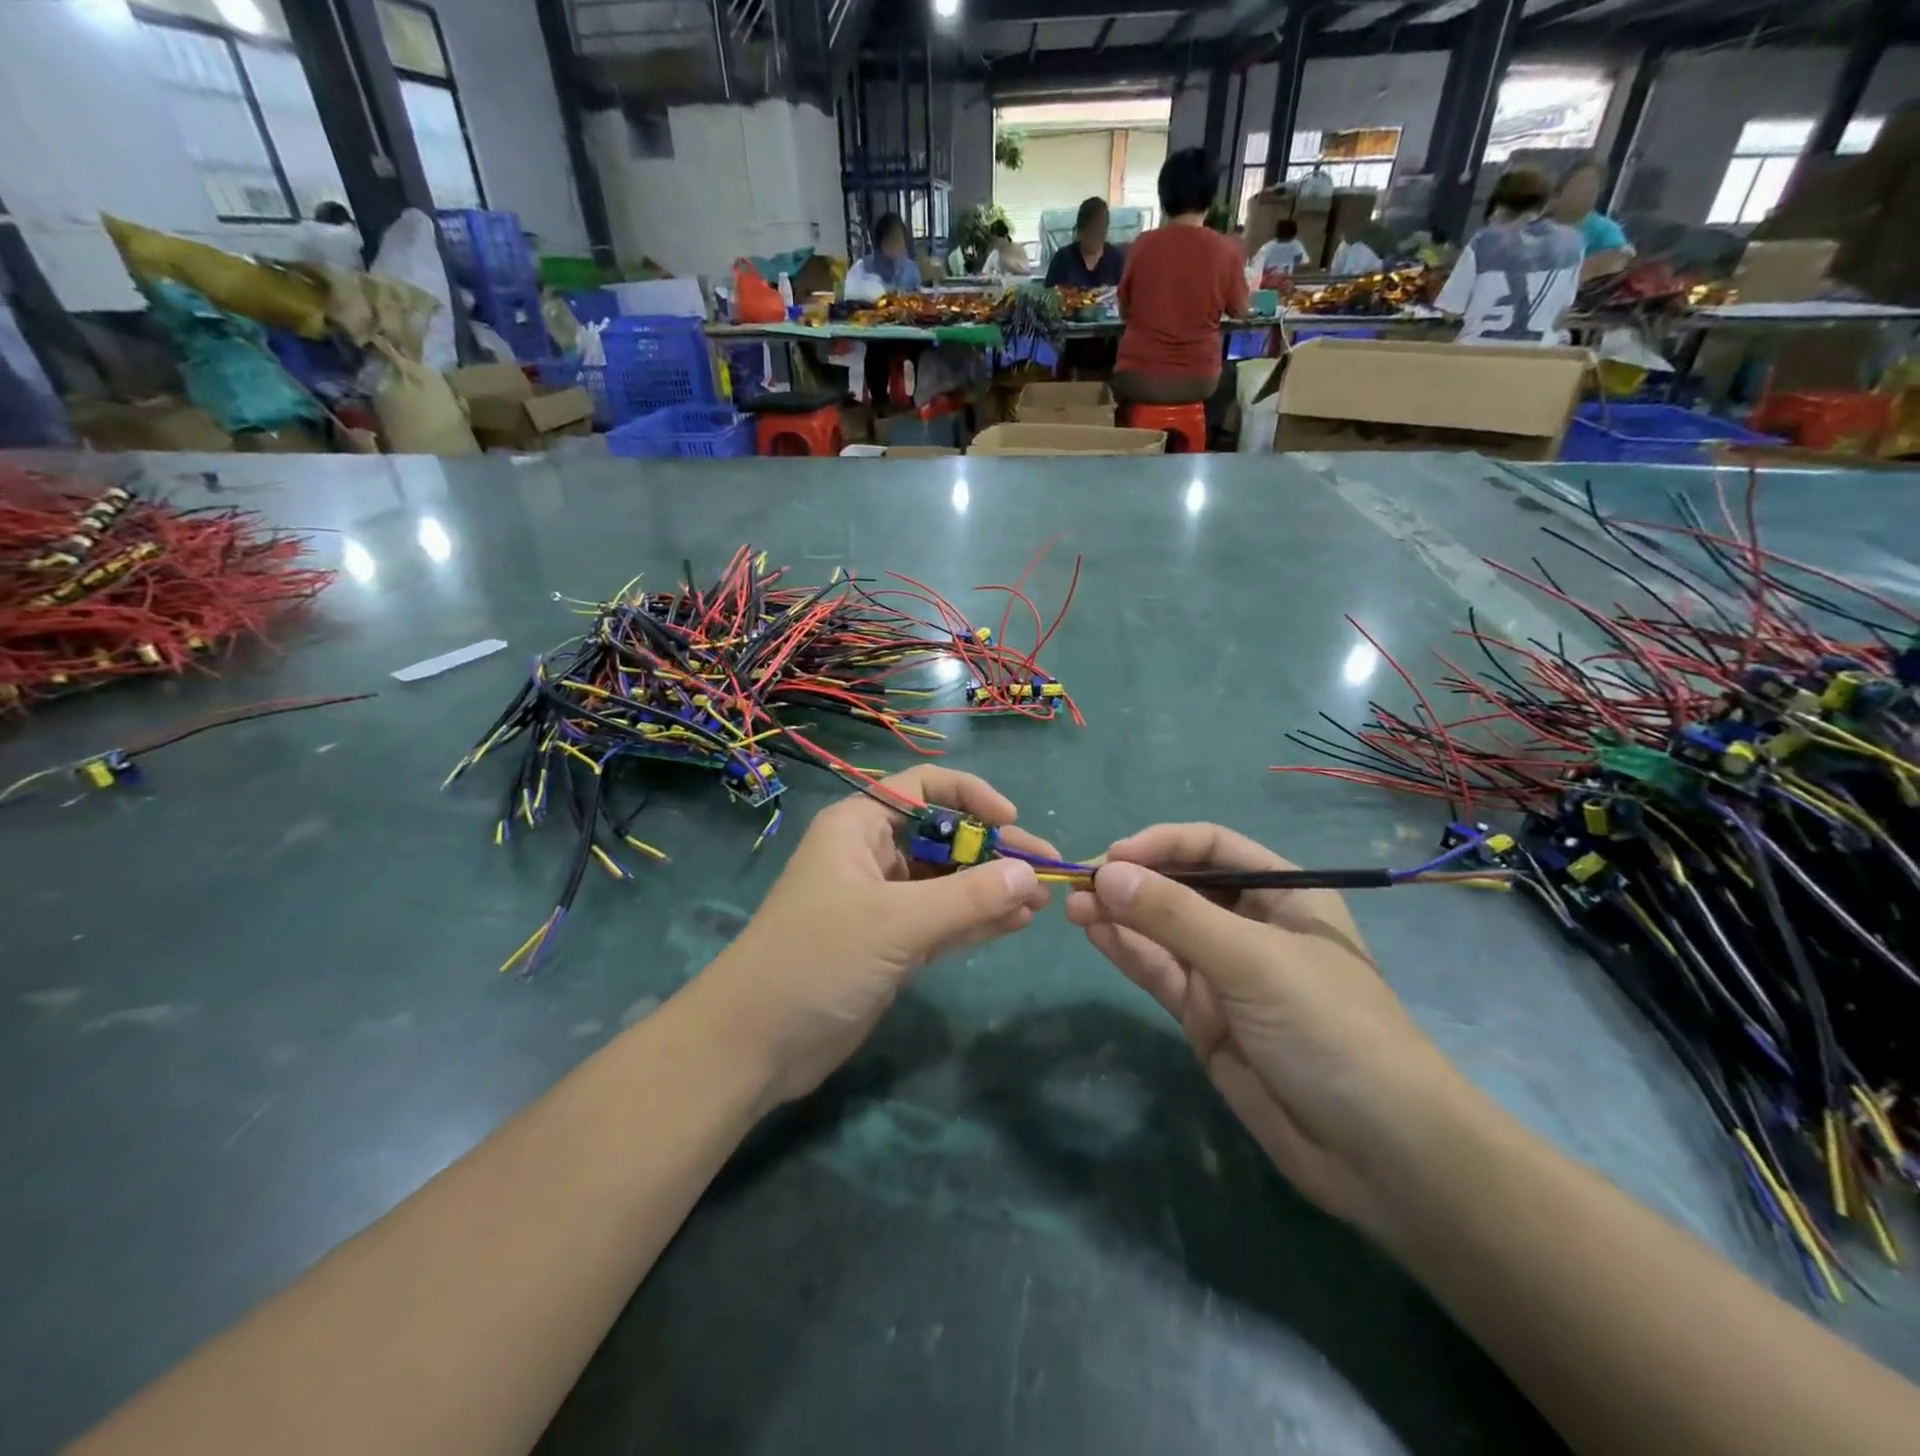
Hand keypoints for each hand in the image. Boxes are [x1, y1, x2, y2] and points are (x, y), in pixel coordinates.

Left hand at [700, 766, 1055, 1108]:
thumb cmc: (818, 959)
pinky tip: (1016, 923)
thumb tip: (1029, 874)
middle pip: (944, 837)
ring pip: (948, 882)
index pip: (923, 788)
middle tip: (1045, 870)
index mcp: (859, 827)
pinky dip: (978, 919)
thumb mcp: (895, 922)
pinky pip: (944, 919)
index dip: (971, 795)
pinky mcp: (891, 943)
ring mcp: (883, 902)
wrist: (757, 1044)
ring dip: (992, 888)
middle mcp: (872, 855)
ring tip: (1042, 901)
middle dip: (993, 851)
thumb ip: (966, 898)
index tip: (1010, 820)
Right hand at [1065, 823, 1470, 1239]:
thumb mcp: (1253, 961)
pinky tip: (1094, 932)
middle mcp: (1252, 926)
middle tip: (1079, 883)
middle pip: (1181, 887)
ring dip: (1119, 915)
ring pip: (1162, 930)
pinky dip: (1126, 950)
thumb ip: (1176, 916)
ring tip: (1073, 906)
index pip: (1212, 849)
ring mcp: (1226, 974)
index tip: (1114, 857)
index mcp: (1284, 894)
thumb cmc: (1330, 1030)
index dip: (1162, 845)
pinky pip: (1159, 971)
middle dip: (1132, 881)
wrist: (1378, 1156)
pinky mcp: (1205, 1016)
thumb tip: (1106, 873)